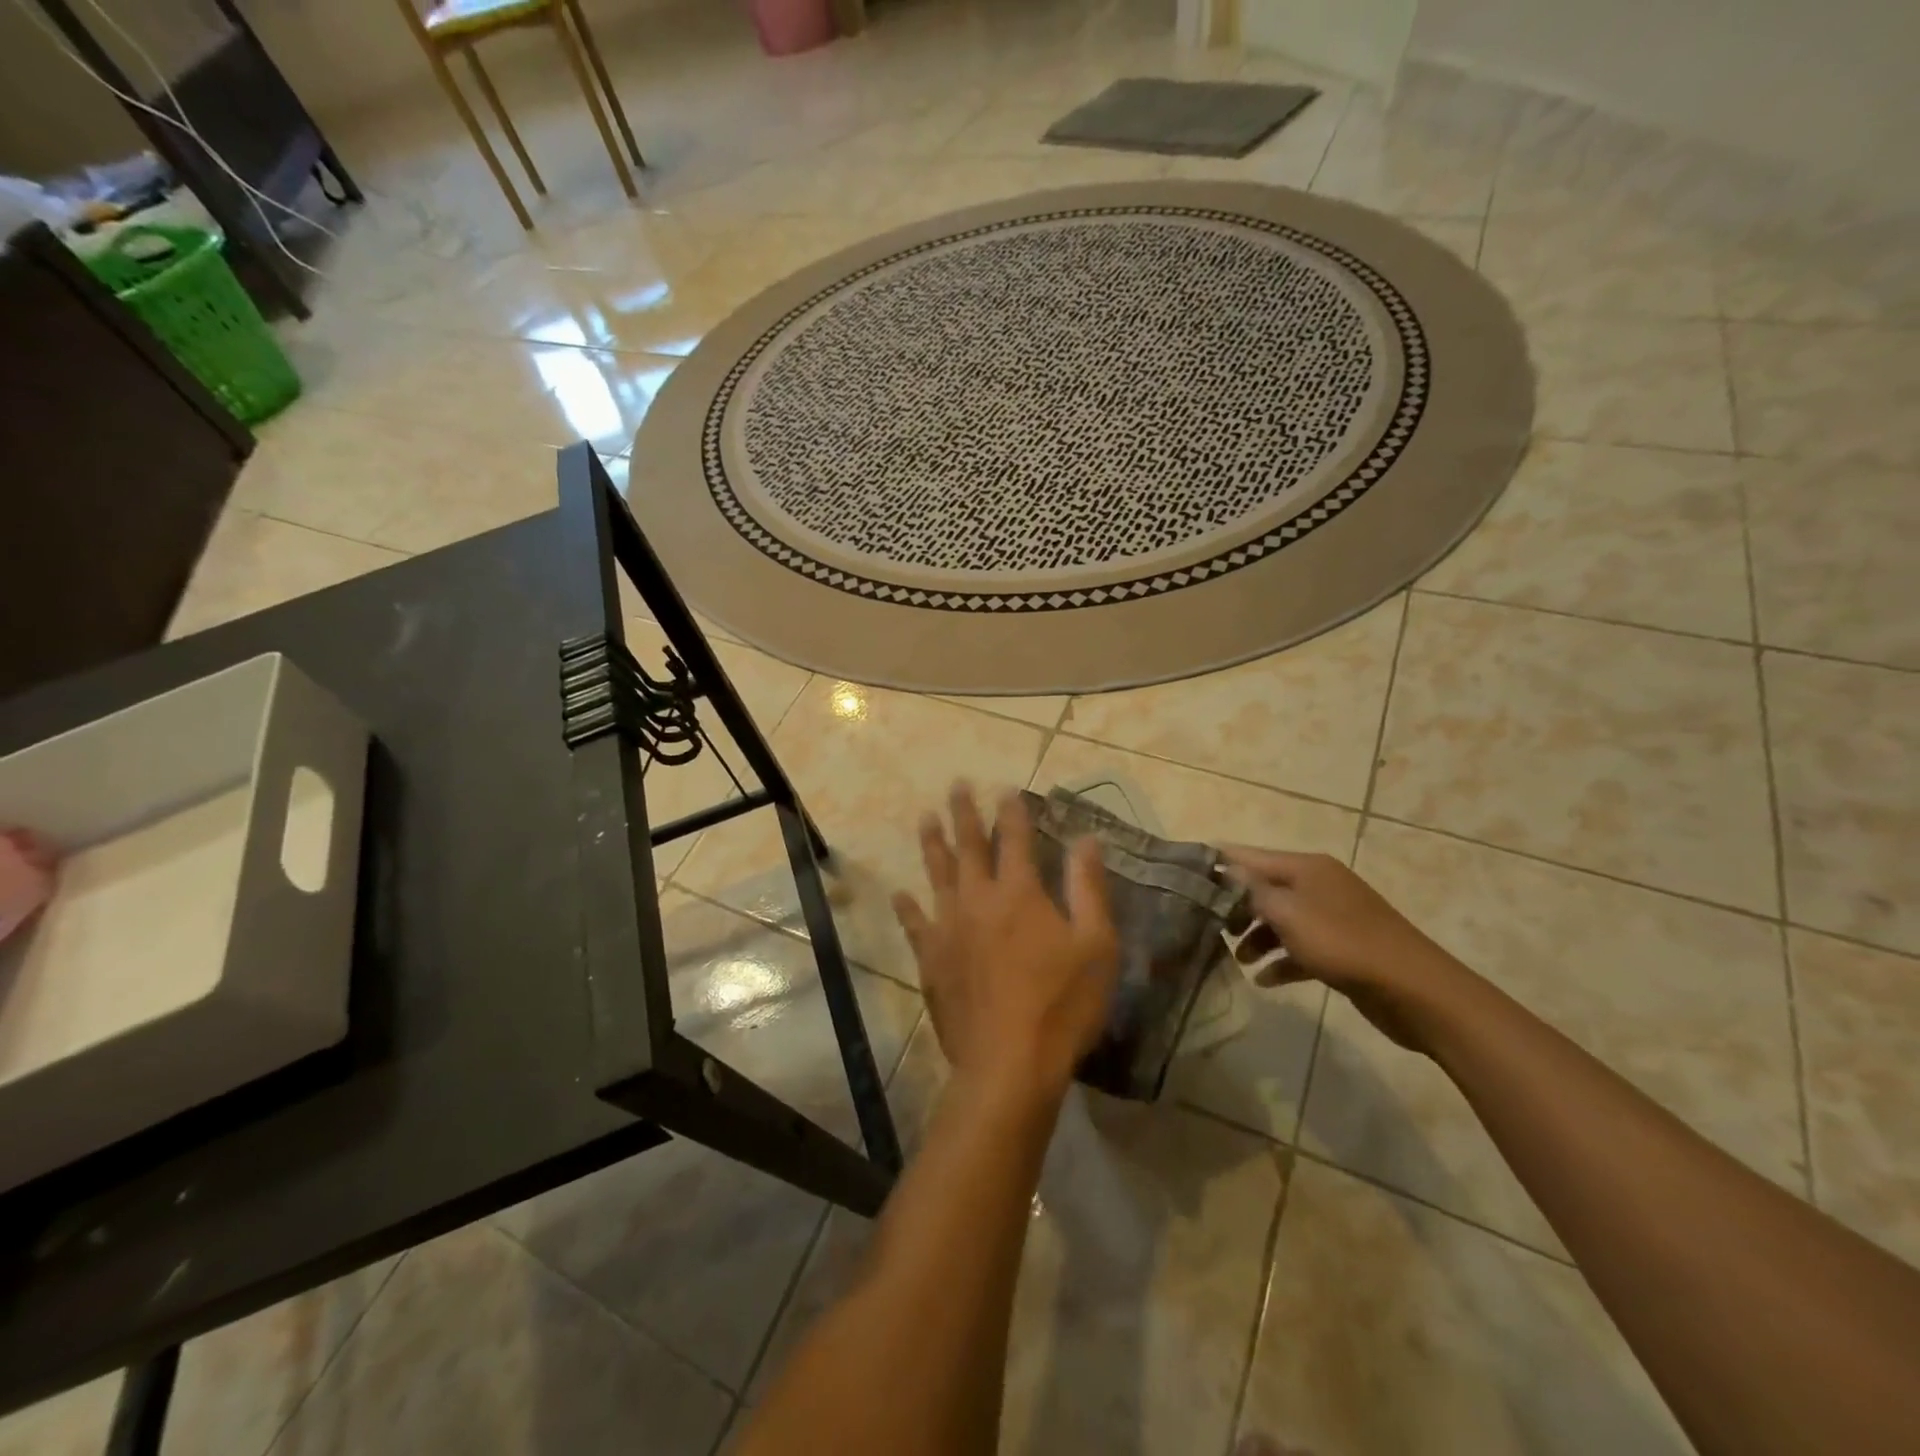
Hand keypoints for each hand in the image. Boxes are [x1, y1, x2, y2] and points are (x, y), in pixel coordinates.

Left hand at [893, 785, 1119, 1108]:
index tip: (1005, 788)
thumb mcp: (1096, 945)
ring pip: (937, 874)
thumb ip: (1088, 888)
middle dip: (964, 813)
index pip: (1015, 838)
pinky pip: (915, 924)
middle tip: (956, 785)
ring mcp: (948, 928)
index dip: (1011, 810)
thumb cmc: (1062, 1004)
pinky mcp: (931, 959)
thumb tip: (1086, 839)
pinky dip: (907, 907)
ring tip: (924, 817)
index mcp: (1019, 892)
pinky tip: (899, 893)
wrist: (1008, 1063)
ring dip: (932, 843)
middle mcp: (978, 899)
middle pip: (969, 846)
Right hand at [1221, 848, 1464, 1050]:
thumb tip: (1224, 868)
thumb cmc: (1344, 944)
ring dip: (1257, 937)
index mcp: (1306, 867)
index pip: (1250, 857)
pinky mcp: (1342, 949)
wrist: (1416, 991)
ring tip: (1238, 960)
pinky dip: (1282, 960)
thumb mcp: (1288, 914)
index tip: (1184, 876)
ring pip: (1280, 920)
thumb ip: (1251, 890)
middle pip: (1264, 889)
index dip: (1219, 864)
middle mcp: (1318, 885)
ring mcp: (1332, 917)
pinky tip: (1265, 981)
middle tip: (1209, 928)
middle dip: (1235, 907)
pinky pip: (1300, 948)